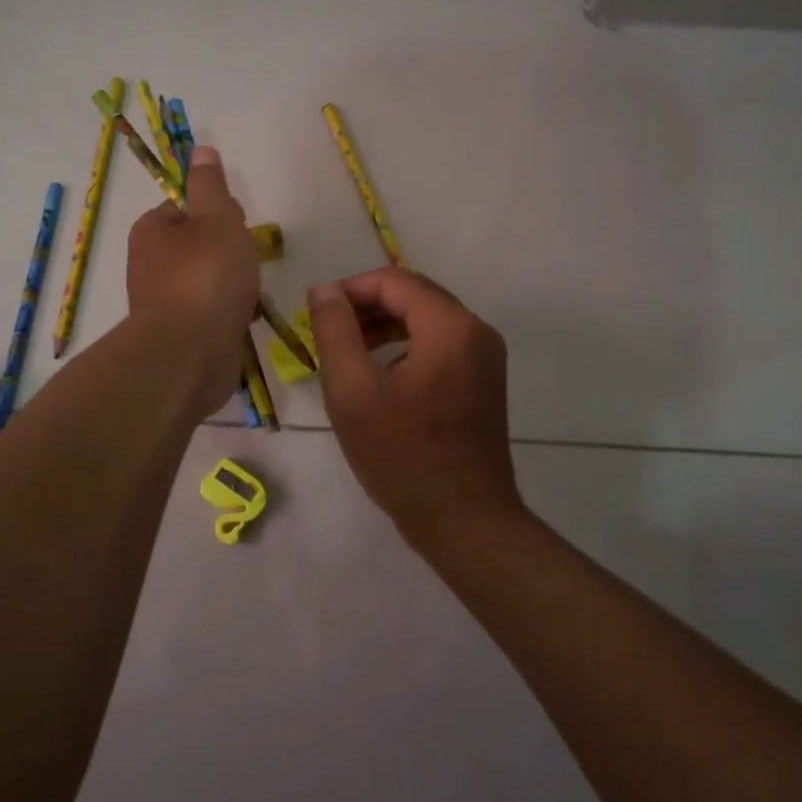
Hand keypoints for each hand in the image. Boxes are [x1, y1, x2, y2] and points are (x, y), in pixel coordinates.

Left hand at [126, 146, 258, 416]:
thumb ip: (210, 185)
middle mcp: (151, 264)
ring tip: (251, 295)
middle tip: (249, 263)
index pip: (187, 208)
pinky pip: (211, 313)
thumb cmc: (206, 276)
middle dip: (231, 253)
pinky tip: (245, 321)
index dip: (218, 212)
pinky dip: (230, 314)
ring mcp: (164, 302)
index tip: (240, 225)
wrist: (190, 354)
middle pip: (201, 246)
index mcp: (153, 230)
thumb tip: (200, 149)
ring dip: (235, 286)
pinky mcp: (180, 335)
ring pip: (209, 281)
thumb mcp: (216, 218)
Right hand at [308, 268, 523, 543]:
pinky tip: (380, 376)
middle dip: (367, 307)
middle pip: (415, 296)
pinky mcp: (484, 383)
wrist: (463, 519)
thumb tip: (324, 289)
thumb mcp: (352, 391)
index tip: (315, 312)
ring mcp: (486, 359)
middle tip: (328, 333)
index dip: (350, 289)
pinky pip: (441, 346)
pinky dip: (406, 347)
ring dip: (385, 327)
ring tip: (347, 352)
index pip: (395, 281)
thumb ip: (335, 331)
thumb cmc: (402, 455)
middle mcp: (477, 332)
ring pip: (428, 321)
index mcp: (451, 326)